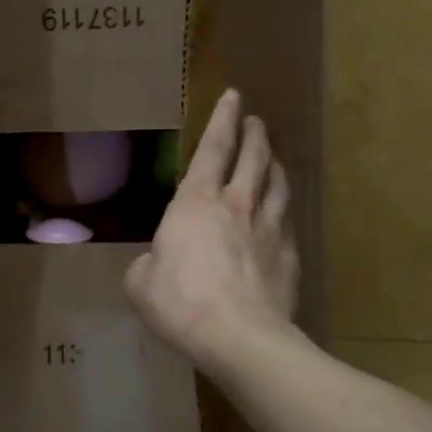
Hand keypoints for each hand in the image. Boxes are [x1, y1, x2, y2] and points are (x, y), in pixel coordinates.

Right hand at [126, 89, 299, 372]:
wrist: (239, 336)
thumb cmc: (180, 301)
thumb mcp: (141, 283)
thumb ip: (147, 264)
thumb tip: (153, 263)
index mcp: (196, 202)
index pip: (213, 148)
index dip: (221, 119)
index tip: (233, 95)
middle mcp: (238, 205)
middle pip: (253, 157)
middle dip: (255, 134)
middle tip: (256, 120)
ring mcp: (269, 229)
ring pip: (278, 184)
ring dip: (275, 165)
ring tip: (273, 158)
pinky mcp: (290, 256)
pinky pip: (288, 222)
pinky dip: (283, 210)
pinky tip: (282, 215)